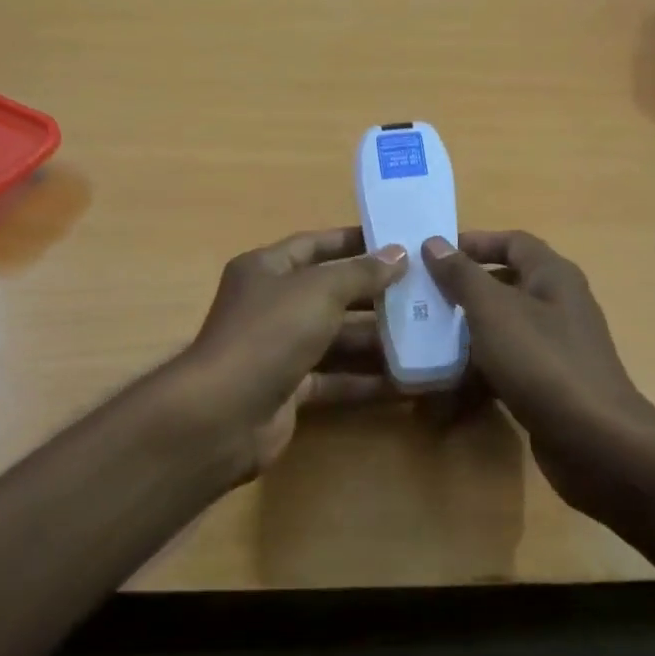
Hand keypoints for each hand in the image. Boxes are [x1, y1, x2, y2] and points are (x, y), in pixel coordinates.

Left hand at [171, 227, 407, 481]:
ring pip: (337, 339)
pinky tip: (408, 383)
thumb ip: (361, 273)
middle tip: (425, 295)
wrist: (225, 413)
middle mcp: (271, 305)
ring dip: (378, 341)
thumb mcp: (319, 291)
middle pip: (331, 294)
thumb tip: (399, 255)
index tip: (400, 244)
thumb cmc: (270, 333)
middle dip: (376, 295)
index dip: (355, 242)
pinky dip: (367, 380)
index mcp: (267, 269)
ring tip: (429, 338)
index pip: (316, 245)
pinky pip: (336, 378)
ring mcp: (279, 349)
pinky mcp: (290, 389)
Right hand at [423, 230, 654, 523]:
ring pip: (503, 328)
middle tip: (423, 300)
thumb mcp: (493, 310)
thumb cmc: (542, 361)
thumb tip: (434, 242)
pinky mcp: (549, 383)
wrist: (594, 440)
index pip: (513, 242)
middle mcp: (559, 305)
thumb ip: (462, 275)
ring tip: (426, 341)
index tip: (433, 256)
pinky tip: (448, 386)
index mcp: (553, 276)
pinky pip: (508, 365)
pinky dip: (480, 370)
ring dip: (467, 332)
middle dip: (464, 290)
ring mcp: (556, 347)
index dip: (474, 242)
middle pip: (506, 285)